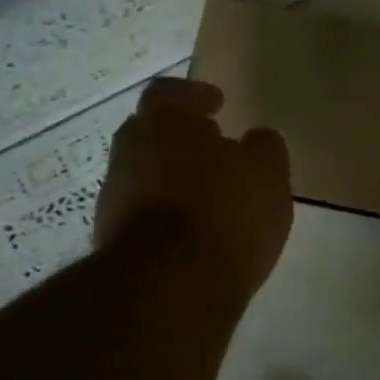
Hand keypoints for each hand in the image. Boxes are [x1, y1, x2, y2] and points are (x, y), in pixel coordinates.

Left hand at [95, 79, 293, 304]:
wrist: (168, 287)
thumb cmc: (225, 213)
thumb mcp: (267, 174)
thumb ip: (264, 148)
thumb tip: (256, 140)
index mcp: (164, 122)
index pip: (170, 92)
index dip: (194, 95)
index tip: (217, 105)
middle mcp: (130, 151)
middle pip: (151, 131)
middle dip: (180, 137)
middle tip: (213, 148)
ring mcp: (114, 196)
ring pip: (144, 172)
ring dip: (172, 177)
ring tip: (208, 196)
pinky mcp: (111, 238)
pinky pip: (141, 211)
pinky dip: (164, 213)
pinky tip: (193, 231)